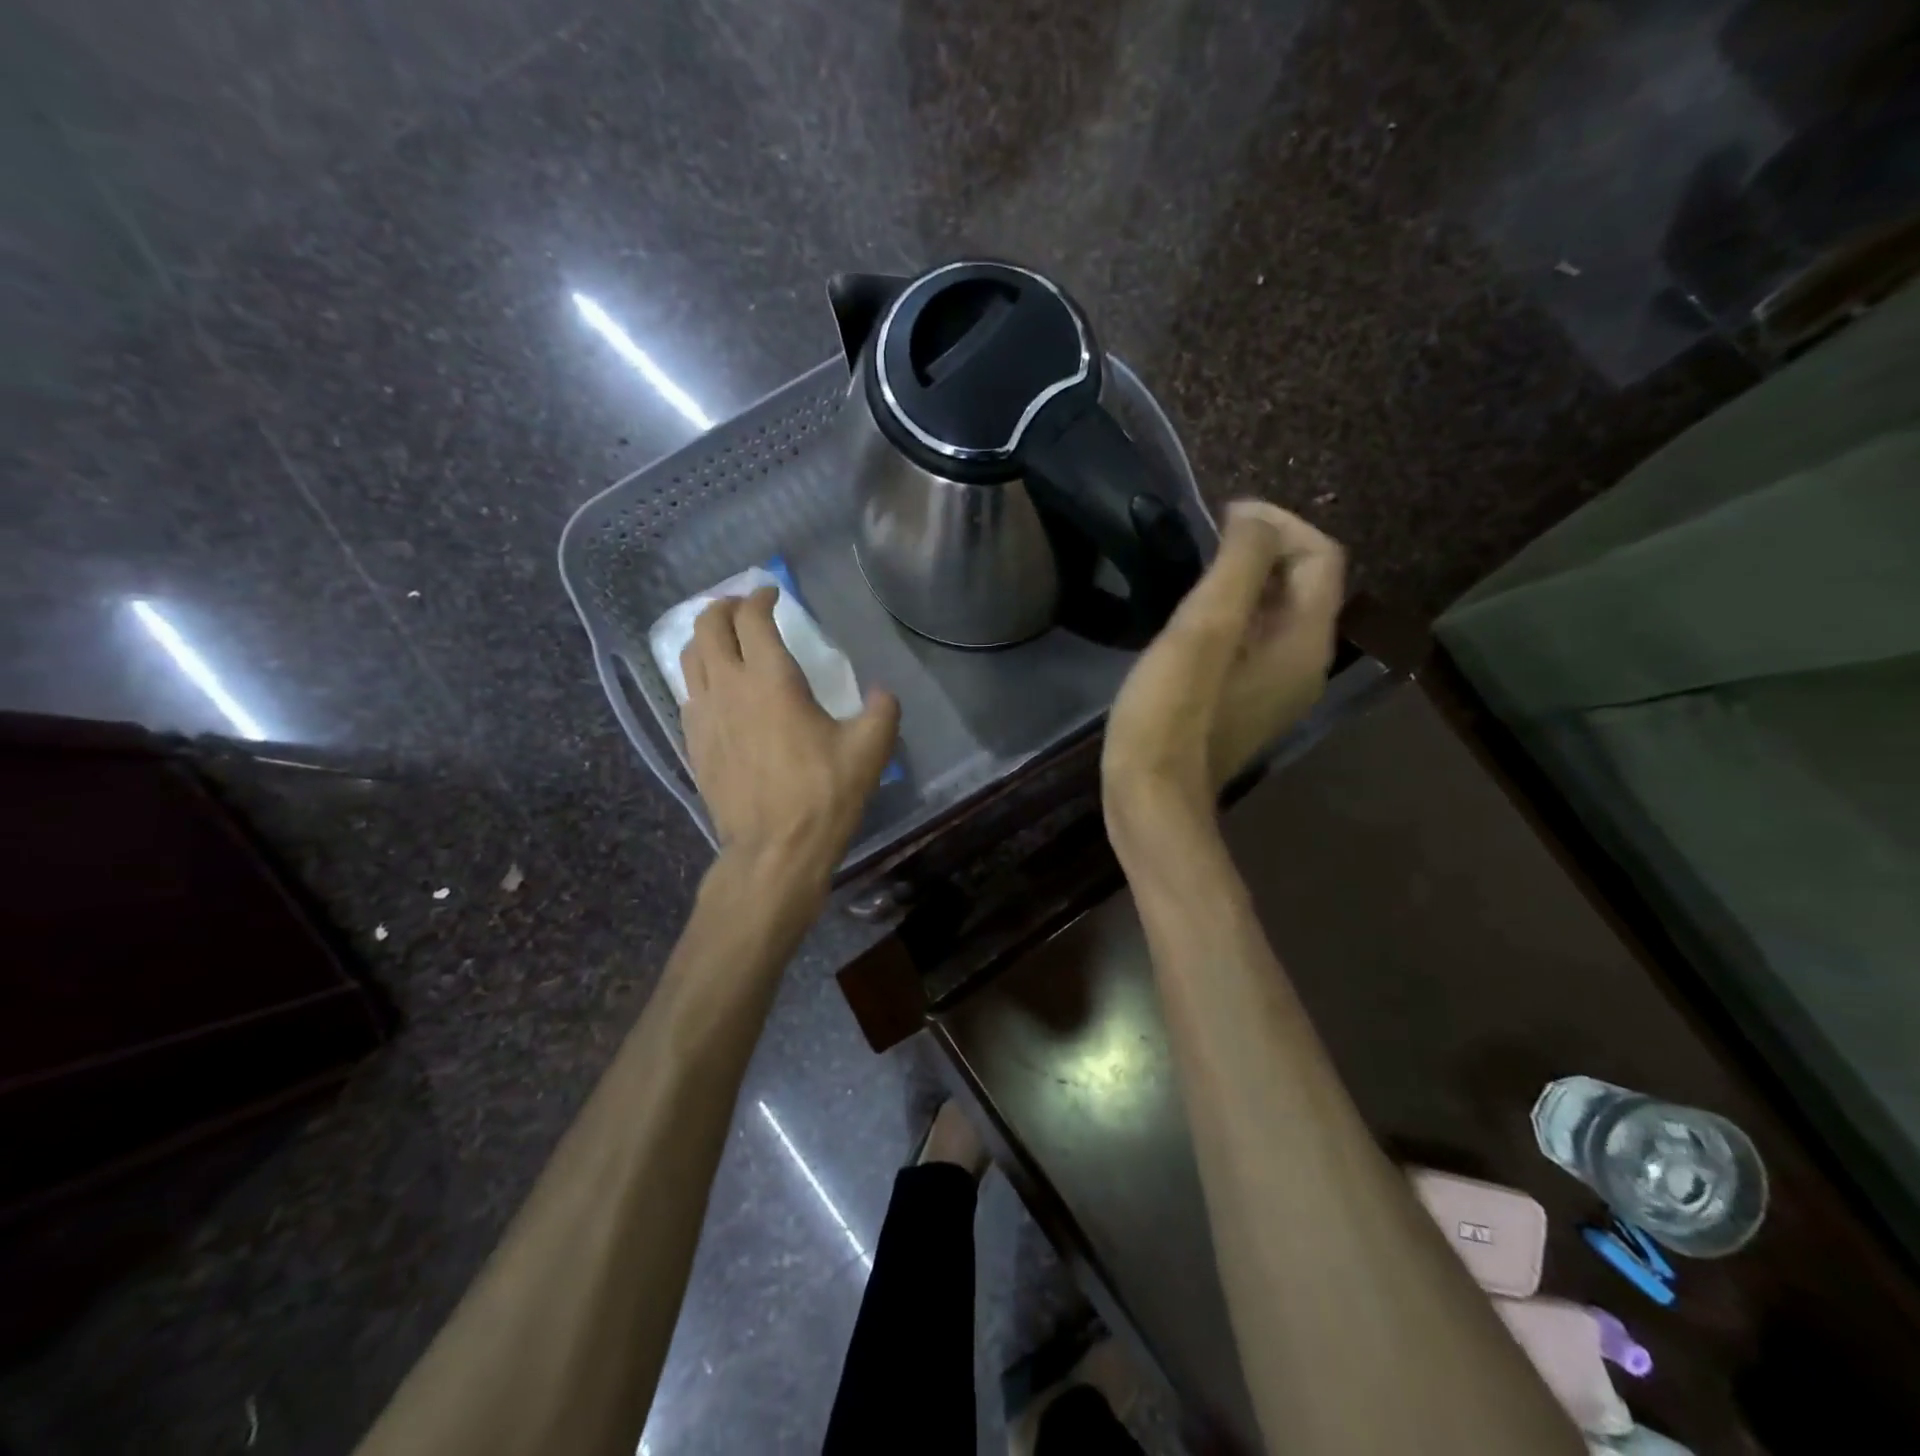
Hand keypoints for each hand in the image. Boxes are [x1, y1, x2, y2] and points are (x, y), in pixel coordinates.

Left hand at [680, 588, 899, 895]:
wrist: (774, 851)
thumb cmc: (824, 794)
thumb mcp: (870, 750)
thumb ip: (882, 710)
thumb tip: (882, 692)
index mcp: (771, 679)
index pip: (752, 618)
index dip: (760, 598)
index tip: (772, 594)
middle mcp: (729, 687)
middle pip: (708, 627)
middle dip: (723, 607)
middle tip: (742, 608)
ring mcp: (704, 716)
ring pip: (689, 658)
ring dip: (704, 638)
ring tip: (723, 639)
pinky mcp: (693, 744)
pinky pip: (688, 694)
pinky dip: (700, 676)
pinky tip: (717, 689)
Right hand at [1102, 501, 1344, 837]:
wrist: (1151, 798)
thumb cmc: (1172, 713)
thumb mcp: (1205, 629)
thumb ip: (1240, 564)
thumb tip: (1253, 519)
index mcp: (1305, 641)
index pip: (1320, 556)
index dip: (1278, 524)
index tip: (1222, 517)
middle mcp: (1304, 663)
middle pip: (1304, 583)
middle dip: (1262, 549)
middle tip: (1206, 541)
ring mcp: (1275, 687)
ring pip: (1275, 612)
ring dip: (1244, 581)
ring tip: (1195, 571)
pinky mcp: (1243, 703)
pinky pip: (1252, 641)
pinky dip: (1231, 616)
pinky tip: (1190, 622)